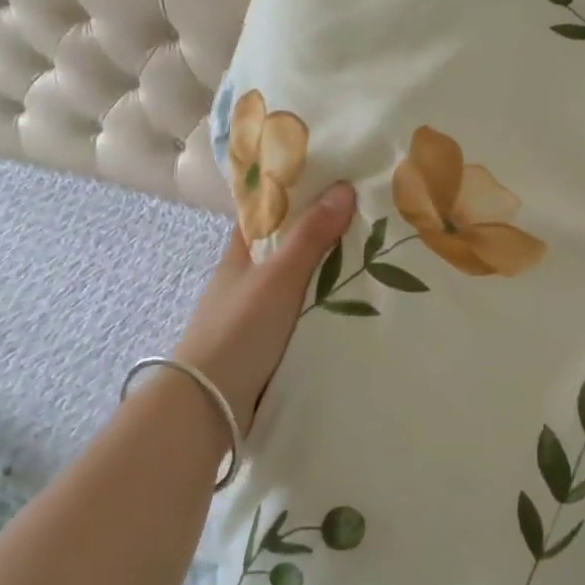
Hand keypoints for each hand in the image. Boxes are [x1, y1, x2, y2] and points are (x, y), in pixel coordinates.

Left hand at [175, 183, 355, 433]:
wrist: (210, 402)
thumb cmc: (239, 330)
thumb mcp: (278, 277)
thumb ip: (310, 236)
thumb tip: (343, 187)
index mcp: (240, 254)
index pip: (266, 213)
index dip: (294, 195)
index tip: (333, 183)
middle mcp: (246, 279)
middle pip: (286, 247)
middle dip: (320, 235)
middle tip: (368, 220)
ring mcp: (255, 313)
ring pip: (296, 282)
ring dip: (325, 273)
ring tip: (373, 259)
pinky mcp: (267, 343)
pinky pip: (302, 313)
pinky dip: (324, 306)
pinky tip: (353, 305)